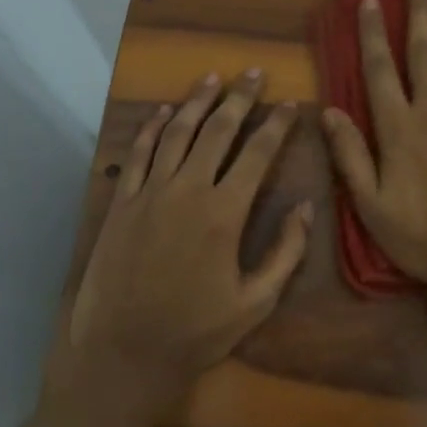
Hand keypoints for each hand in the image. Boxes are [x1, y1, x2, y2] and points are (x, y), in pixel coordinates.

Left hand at [54, 70, 312, 426]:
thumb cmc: (196, 332)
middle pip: (217, 131)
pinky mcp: (120, 203)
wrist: (124, 353)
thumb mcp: (256, 302)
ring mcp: (148, 193)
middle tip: (253, 73)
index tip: (290, 103)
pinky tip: (164, 112)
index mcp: (224, 213)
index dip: (276, 124)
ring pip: (176, 133)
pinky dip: (151, 128)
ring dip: (196, 102)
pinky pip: (137, 154)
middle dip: (239, 98)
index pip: (257, 153)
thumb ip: (286, 252)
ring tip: (212, 78)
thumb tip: (306, 207)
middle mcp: (187, 191)